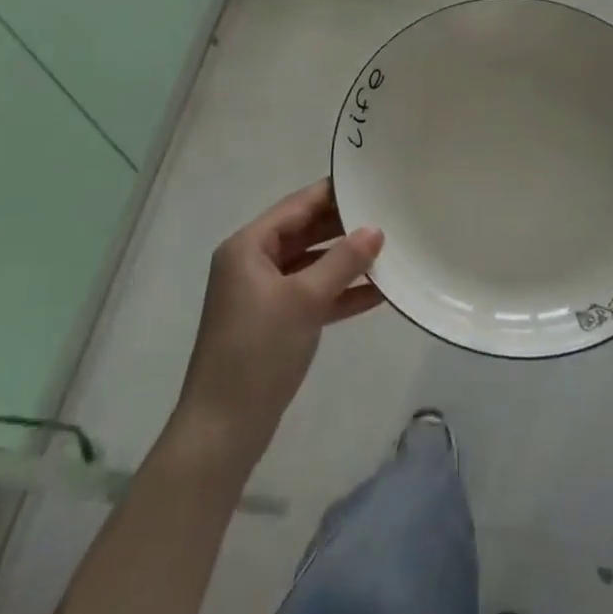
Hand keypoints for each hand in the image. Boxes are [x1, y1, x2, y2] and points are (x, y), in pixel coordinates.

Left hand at [173, 180, 383, 470]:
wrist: (223, 432)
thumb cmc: (258, 351)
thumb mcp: (305, 300)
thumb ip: (342, 261)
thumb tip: (376, 230)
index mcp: (248, 246)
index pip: (297, 205)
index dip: (333, 193)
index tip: (371, 182)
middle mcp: (253, 263)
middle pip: (305, 232)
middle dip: (344, 227)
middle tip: (387, 214)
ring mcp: (263, 295)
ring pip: (311, 264)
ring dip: (346, 261)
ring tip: (390, 250)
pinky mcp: (274, 323)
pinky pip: (312, 295)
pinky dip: (339, 293)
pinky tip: (378, 293)